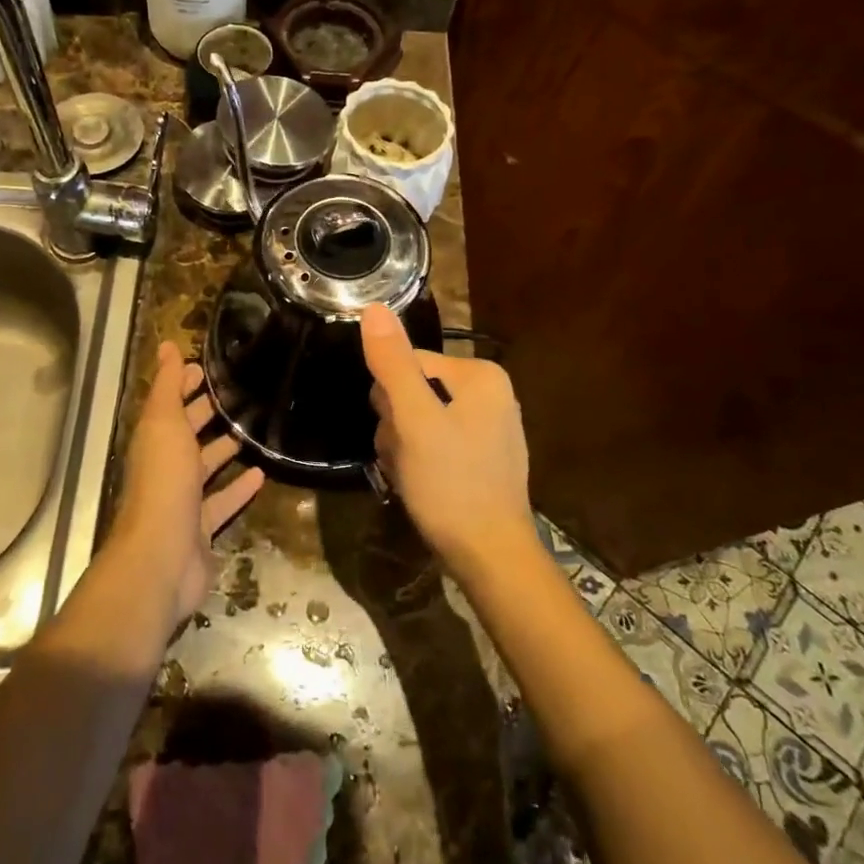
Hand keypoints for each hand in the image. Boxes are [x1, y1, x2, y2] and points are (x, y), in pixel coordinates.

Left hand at [110, 342, 265, 626]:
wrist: (161, 557)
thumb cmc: (163, 482)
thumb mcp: (164, 424)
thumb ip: (167, 387)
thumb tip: (165, 346)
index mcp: (154, 440)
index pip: (170, 404)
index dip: (185, 384)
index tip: (209, 367)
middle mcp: (165, 468)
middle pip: (187, 435)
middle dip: (206, 414)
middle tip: (239, 394)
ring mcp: (183, 501)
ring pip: (205, 468)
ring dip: (224, 449)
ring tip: (252, 429)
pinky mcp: (202, 529)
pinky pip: (223, 503)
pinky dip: (239, 489)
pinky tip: (262, 474)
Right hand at [360, 304, 536, 582]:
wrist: (489, 556)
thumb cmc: (451, 483)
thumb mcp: (415, 420)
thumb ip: (393, 363)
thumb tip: (374, 307)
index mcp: (480, 374)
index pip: (407, 364)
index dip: (389, 400)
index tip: (399, 435)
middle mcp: (490, 393)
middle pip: (412, 390)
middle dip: (397, 426)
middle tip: (406, 459)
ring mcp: (488, 426)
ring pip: (418, 419)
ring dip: (403, 447)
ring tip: (413, 475)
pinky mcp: (482, 456)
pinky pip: (435, 442)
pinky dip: (420, 461)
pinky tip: (423, 485)